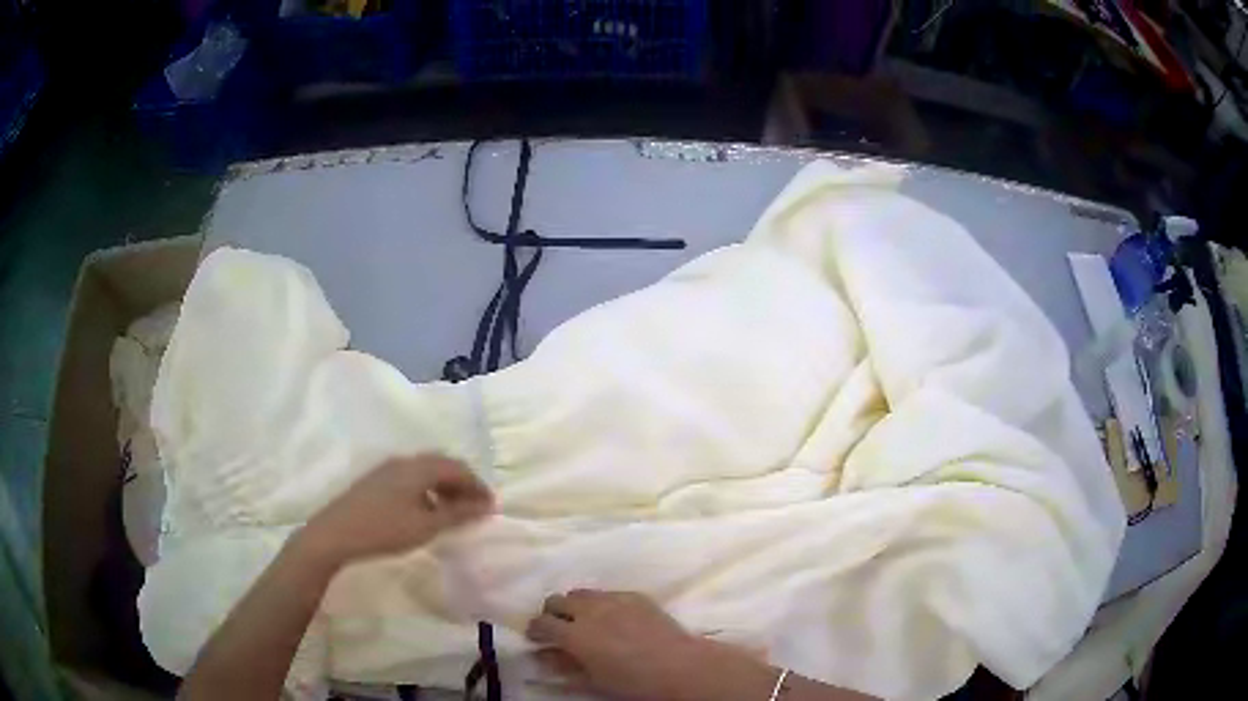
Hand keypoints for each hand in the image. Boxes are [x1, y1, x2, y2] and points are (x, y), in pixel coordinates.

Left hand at [296, 455, 493, 568]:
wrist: (336, 533)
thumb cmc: (385, 529)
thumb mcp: (427, 526)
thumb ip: (458, 514)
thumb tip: (487, 505)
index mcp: (419, 466)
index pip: (458, 467)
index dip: (478, 485)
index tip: (491, 506)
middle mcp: (404, 460)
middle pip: (442, 464)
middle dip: (462, 483)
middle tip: (476, 507)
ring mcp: (387, 468)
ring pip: (425, 470)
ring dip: (444, 486)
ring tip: (454, 511)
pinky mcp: (376, 480)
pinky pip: (411, 477)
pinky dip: (427, 489)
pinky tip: (426, 510)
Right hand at [526, 590, 769, 700]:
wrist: (680, 666)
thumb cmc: (633, 682)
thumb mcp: (591, 679)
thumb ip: (563, 665)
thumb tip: (542, 656)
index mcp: (574, 634)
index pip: (540, 623)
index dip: (535, 630)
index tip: (536, 639)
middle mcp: (589, 610)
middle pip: (557, 600)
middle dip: (552, 613)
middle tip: (559, 629)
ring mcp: (613, 599)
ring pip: (581, 593)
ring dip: (575, 605)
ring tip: (585, 621)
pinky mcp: (635, 595)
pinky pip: (607, 593)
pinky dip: (601, 603)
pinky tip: (613, 618)